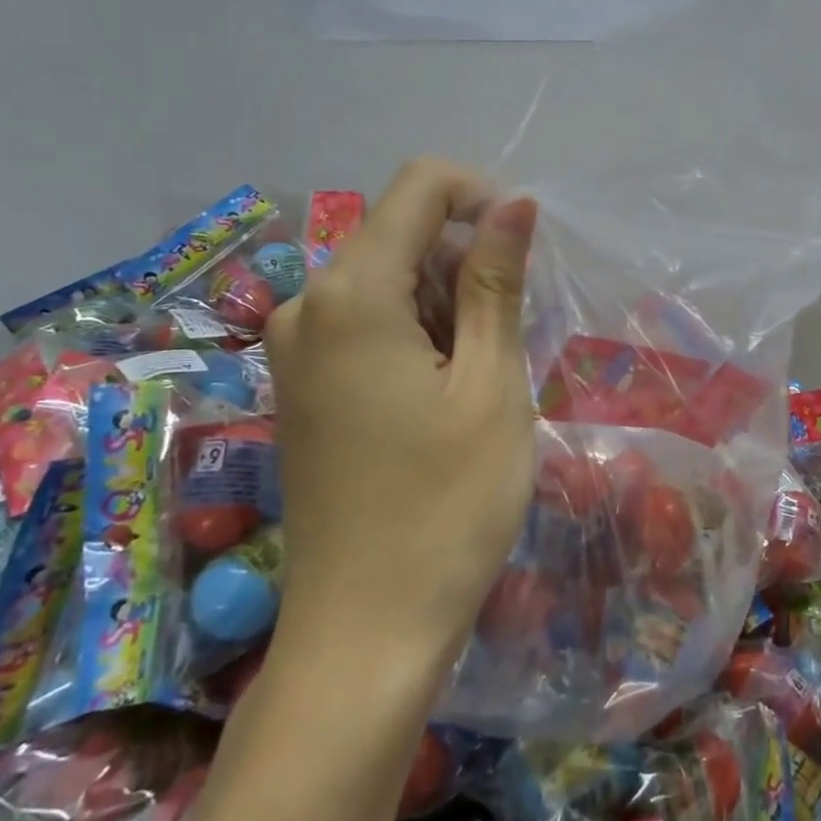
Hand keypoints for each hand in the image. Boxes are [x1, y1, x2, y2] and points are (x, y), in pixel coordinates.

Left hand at [263, 158, 538, 664]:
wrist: (364, 633)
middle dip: (466, 265)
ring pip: (389, 280)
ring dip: (447, 306)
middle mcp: (307, 305)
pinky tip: (442, 398)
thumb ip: (495, 281)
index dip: (481, 198)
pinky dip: (417, 335)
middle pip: (402, 234)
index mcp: (352, 293)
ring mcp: (296, 347)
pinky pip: (367, 322)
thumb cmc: (446, 507)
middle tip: (507, 344)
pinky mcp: (302, 384)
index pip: (419, 187)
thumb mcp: (491, 385)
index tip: (524, 253)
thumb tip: (512, 203)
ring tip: (477, 385)